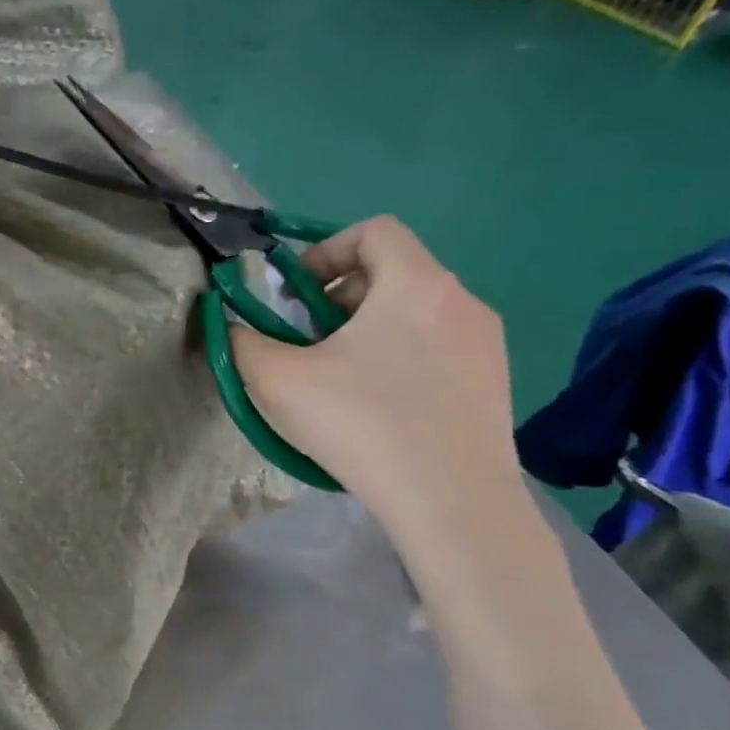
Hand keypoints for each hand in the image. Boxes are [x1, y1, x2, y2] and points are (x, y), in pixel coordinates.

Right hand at [233, 216, 525, 542]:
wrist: (450, 499)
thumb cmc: (361, 424)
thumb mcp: (278, 380)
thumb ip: (243, 343)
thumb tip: (233, 329)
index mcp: (414, 283)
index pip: (373, 230)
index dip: (325, 251)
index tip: (296, 296)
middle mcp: (460, 300)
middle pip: (394, 272)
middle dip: (341, 298)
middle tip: (309, 342)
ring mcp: (485, 342)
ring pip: (417, 313)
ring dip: (371, 330)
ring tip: (341, 379)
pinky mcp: (496, 382)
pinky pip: (440, 349)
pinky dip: (403, 359)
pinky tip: (382, 409)